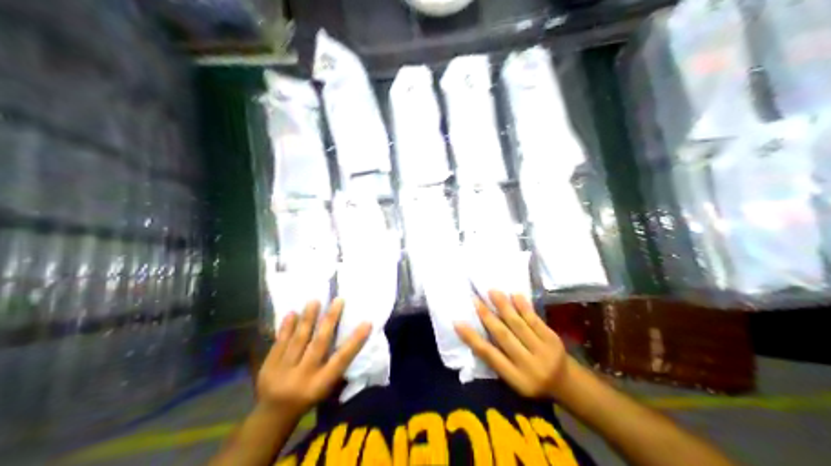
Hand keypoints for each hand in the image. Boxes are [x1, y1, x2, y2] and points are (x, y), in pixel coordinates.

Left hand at [255, 301, 366, 415]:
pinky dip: (286, 327)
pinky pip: (279, 342)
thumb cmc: (308, 399)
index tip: (366, 323)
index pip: (342, 359)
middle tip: (338, 301)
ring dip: (308, 319)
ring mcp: (285, 369)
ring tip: (314, 301)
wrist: (273, 413)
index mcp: (321, 383)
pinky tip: (292, 313)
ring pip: (299, 339)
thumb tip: (347, 340)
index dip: (355, 341)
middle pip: (319, 344)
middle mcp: (304, 375)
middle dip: (330, 321)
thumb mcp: (325, 389)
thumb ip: (333, 368)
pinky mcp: (269, 365)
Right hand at [454, 290, 571, 398]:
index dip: (473, 339)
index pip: (490, 356)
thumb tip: (477, 336)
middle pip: (504, 337)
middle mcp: (528, 364)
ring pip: (519, 325)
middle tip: (474, 300)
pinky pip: (535, 320)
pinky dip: (524, 307)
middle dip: (488, 316)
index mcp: (515, 378)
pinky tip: (515, 295)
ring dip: (504, 307)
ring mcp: (543, 350)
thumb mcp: (513, 381)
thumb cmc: (532, 382)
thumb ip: (498, 362)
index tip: (458, 322)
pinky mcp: (553, 338)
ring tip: (492, 291)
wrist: (566, 383)